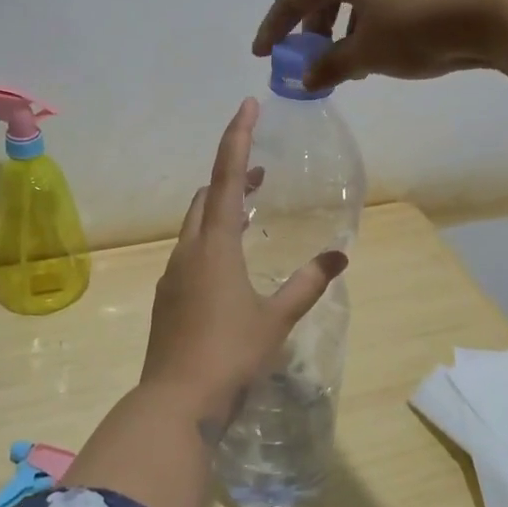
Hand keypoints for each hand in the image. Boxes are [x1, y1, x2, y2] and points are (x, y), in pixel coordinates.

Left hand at [139, 99, 346, 412]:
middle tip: (263, 173)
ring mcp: (173, 274)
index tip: (247, 105)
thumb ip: (307, 284)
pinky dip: (212, 239)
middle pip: (207, 197)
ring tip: (253, 210)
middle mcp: (189, 250)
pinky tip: (230, 264)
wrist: (176, 401)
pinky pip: (191, 252)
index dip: (238, 138)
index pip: (227, 178)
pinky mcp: (168, 297)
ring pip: (196, 225)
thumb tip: (339, 258)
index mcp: (215, 245)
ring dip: (222, 209)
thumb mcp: (277, 319)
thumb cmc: (230, 354)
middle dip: (233, 176)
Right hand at [252, 0, 507, 90]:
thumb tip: (308, 78)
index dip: (274, 26)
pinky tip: (388, 45)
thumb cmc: (419, 28)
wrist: (501, 4)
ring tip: (351, 59)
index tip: (262, 53)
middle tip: (309, 57)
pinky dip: (375, 19)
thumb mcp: (367, 54)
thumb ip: (331, 66)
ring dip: (346, 26)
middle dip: (313, 26)